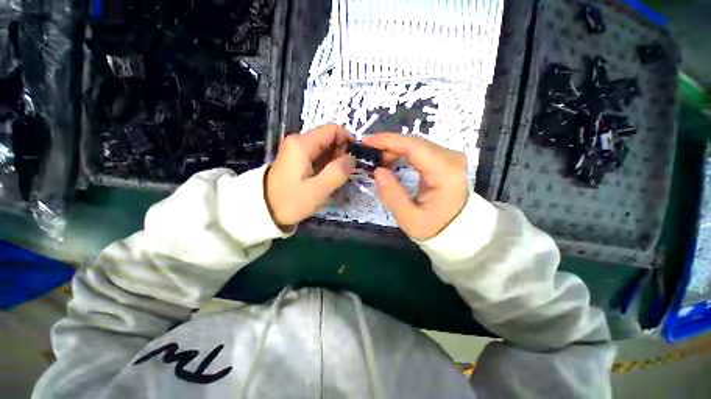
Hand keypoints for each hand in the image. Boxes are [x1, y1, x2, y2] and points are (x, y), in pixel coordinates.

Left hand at [266, 124, 355, 227]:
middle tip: (346, 174)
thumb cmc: (290, 201)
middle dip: (342, 154)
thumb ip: (337, 173)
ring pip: (326, 148)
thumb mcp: (317, 190)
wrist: (263, 211)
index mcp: (302, 144)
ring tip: (339, 179)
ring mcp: (297, 150)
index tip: (356, 159)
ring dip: (336, 162)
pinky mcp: (297, 159)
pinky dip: (328, 166)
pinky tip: (329, 179)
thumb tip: (352, 159)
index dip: (348, 141)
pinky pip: (319, 156)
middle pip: (330, 138)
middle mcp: (299, 141)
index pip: (333, 130)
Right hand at [363, 133, 468, 239]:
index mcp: (445, 173)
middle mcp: (451, 159)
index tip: (366, 142)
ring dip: (395, 148)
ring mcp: (450, 157)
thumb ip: (392, 195)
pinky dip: (403, 152)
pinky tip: (391, 160)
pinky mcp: (446, 160)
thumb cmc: (434, 227)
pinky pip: (421, 150)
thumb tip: (377, 171)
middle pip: (415, 142)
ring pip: (416, 144)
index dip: (389, 141)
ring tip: (378, 159)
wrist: (457, 230)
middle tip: (369, 154)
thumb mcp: (409, 218)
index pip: (414, 147)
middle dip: (389, 145)